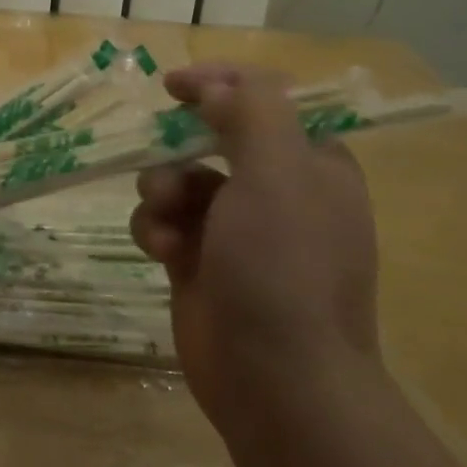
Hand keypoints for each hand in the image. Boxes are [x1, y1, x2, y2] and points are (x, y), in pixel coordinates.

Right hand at [130, 63, 381, 436]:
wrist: (277, 380)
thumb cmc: (283, 266)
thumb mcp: (278, 173)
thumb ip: (252, 113)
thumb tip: (219, 89)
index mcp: (312, 165)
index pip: (266, 102)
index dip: (221, 85)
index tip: (173, 85)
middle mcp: (277, 193)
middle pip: (214, 140)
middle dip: (180, 146)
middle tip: (160, 150)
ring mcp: (236, 232)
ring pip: (180, 182)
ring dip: (162, 191)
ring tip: (165, 218)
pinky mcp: (200, 264)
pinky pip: (164, 224)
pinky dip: (155, 230)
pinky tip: (160, 253)